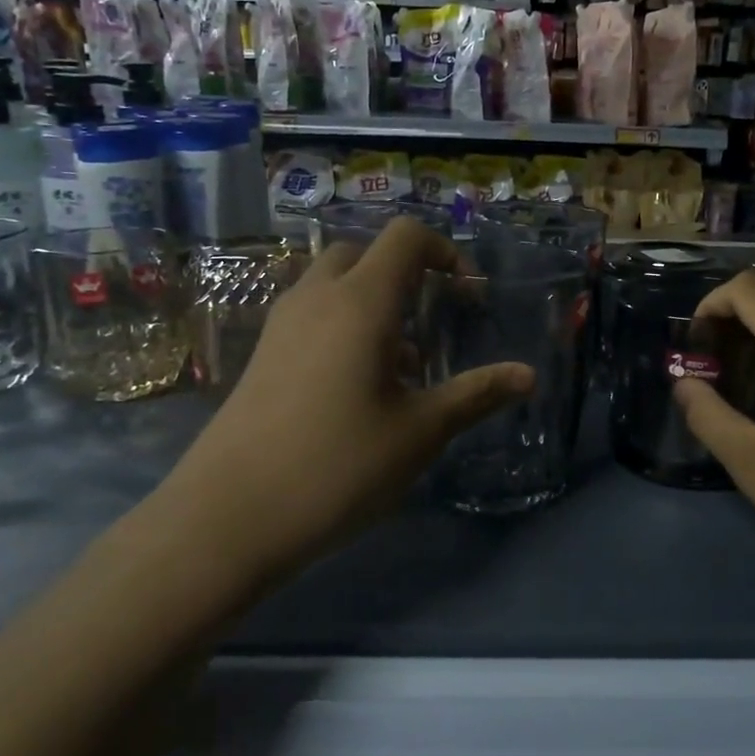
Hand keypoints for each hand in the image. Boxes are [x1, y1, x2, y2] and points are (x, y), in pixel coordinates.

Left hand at [158, 218, 533, 586]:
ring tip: (402, 366)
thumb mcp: (419, 432)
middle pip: (364, 253)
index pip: (405, 237)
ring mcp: (282, 325)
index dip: (445, 251)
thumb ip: (476, 395)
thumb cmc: (336, 466)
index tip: (467, 296)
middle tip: (432, 322)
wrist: (225, 518)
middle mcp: (317, 298)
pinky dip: (343, 326)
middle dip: (405, 274)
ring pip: (334, 285)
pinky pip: (312, 316)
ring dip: (373, 303)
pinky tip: (357, 390)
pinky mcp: (262, 355)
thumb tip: (528, 375)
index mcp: (361, 302)